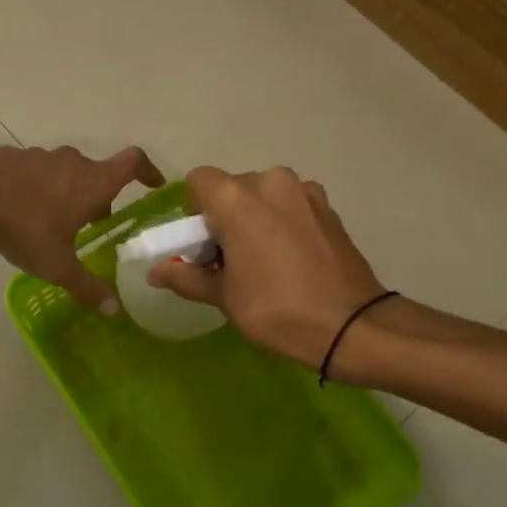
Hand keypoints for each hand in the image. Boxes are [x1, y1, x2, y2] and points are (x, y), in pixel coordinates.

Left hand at [0, 145, 164, 309]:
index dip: (147, 171)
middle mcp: (71, 162)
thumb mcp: (59, 266)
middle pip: (95, 172)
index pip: (132, 163)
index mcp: (92, 182)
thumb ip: (88, 287)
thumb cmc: (26, 228)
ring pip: (63, 171)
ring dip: (66, 190)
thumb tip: (114, 310)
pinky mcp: (8, 156)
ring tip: (52, 220)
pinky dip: (35, 187)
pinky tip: (17, 210)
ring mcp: (38, 156)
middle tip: (94, 222)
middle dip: (99, 195)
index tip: (153, 183)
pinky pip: (32, 171)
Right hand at [148, 166, 385, 367]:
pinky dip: (282, 223)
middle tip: (229, 259)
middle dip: (224, 216)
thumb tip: (155, 272)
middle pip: (233, 188)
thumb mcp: (224, 297)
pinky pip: (291, 206)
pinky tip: (291, 260)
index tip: (201, 243)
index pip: (199, 181)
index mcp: (238, 198)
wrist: (351, 325)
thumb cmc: (277, 309)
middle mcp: (272, 182)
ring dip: (255, 218)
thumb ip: (186, 277)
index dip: (193, 210)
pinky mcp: (328, 207)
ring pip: (264, 196)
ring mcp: (306, 192)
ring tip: (264, 261)